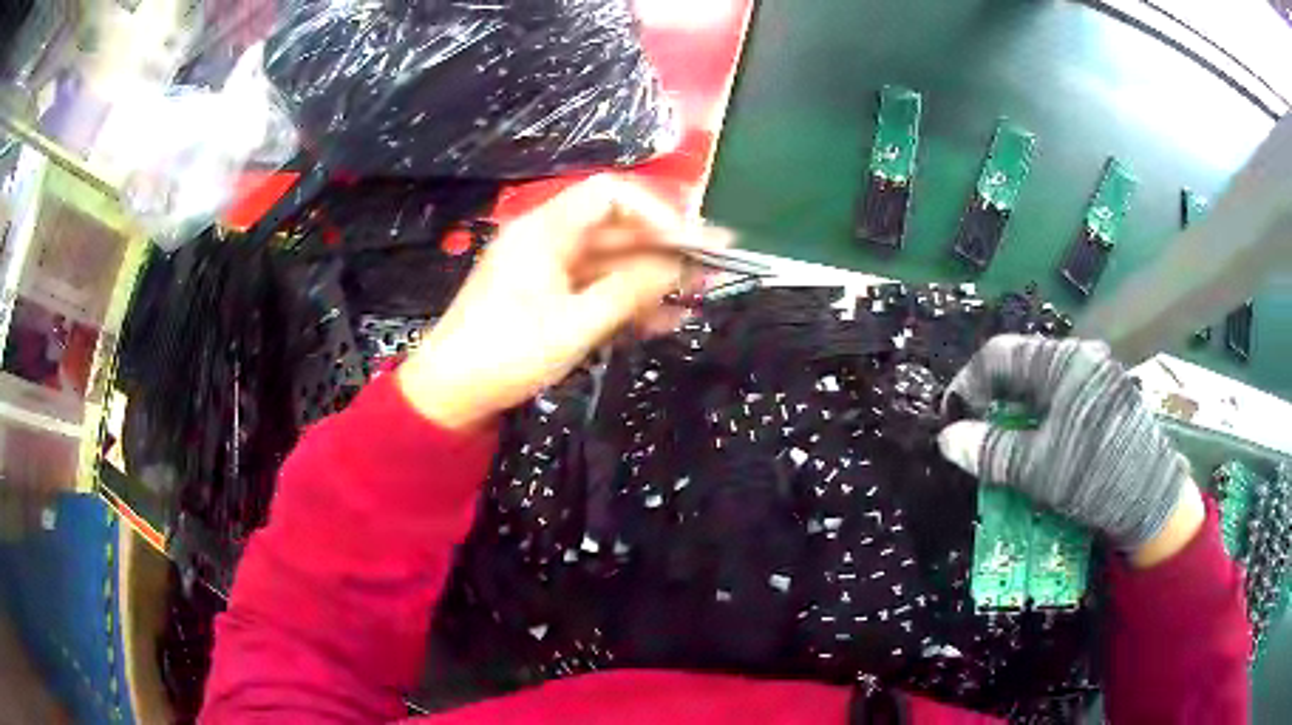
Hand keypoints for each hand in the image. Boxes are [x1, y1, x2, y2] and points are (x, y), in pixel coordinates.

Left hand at [397, 177, 727, 430]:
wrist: (451, 394)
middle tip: (712, 269)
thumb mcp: (573, 325)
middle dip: (663, 249)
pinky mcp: (551, 298)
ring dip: (652, 279)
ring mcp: (550, 270)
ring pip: (612, 262)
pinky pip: (598, 289)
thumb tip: (678, 266)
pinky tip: (666, 319)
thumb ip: (628, 292)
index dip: (654, 211)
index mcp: (545, 231)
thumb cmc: (505, 354)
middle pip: (616, 229)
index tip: (688, 241)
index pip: (609, 195)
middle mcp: (549, 240)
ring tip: (698, 297)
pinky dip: (629, 301)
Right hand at [937, 335, 1202, 563]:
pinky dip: (1040, 421)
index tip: (952, 419)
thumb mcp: (1039, 468)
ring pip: (1041, 386)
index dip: (968, 384)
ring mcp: (1097, 376)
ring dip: (1016, 415)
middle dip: (993, 403)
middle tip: (976, 439)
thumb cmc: (1096, 477)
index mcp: (1063, 362)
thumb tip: (947, 439)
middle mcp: (1081, 358)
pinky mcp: (1107, 398)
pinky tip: (1037, 449)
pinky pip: (1062, 399)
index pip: (999, 354)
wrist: (1153, 500)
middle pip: (1021, 368)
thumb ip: (991, 451)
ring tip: (1003, 449)